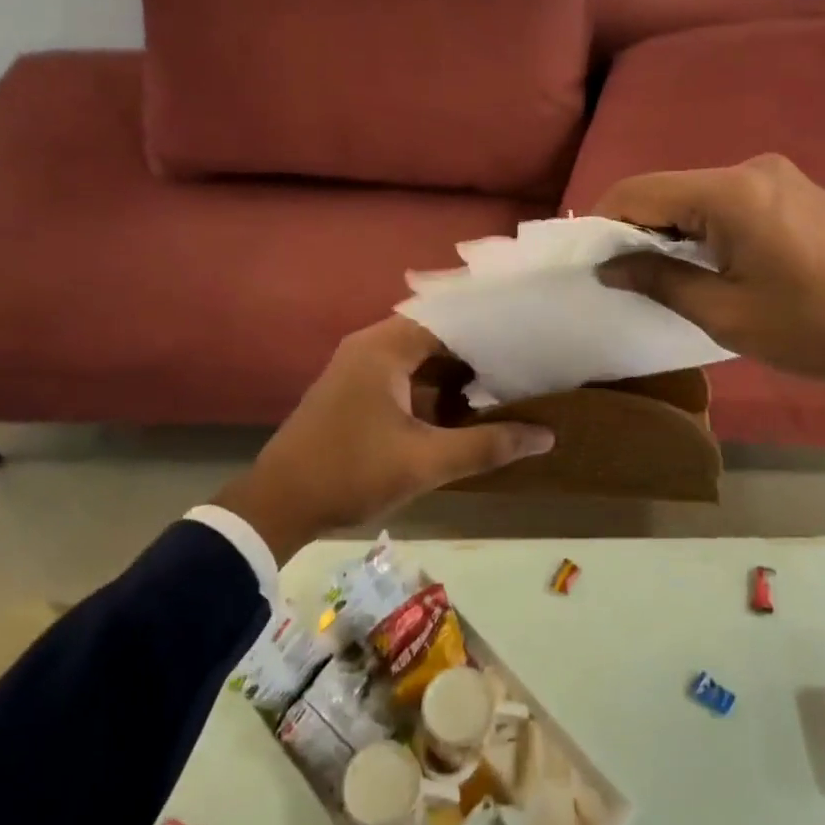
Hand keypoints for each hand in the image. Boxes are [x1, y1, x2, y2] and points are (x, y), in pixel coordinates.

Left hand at [213, 317, 552, 562]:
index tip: (530, 337)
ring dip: (455, 373)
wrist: (278, 505)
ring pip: (419, 359)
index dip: (490, 328)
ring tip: (505, 384)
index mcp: (384, 347)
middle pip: (435, 336)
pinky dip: (433, 388)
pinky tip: (463, 410)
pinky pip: (404, 377)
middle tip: (525, 362)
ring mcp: (358, 369)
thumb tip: (546, 435)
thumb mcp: (426, 462)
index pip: (448, 318)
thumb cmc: (351, 472)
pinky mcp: (353, 393)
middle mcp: (369, 347)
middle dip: (478, 352)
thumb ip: (487, 445)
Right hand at [593, 155, 824, 457]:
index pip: (640, 190)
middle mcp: (752, 168)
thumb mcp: (725, 313)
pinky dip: (706, 230)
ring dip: (673, 231)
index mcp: (729, 191)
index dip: (603, 221)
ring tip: (662, 278)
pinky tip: (709, 266)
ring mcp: (782, 178)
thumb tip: (609, 265)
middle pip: (670, 190)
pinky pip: (733, 204)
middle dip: (637, 229)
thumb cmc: (814, 328)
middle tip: (620, 276)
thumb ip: (659, 279)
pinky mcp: (801, 194)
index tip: (586, 259)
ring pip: (700, 197)